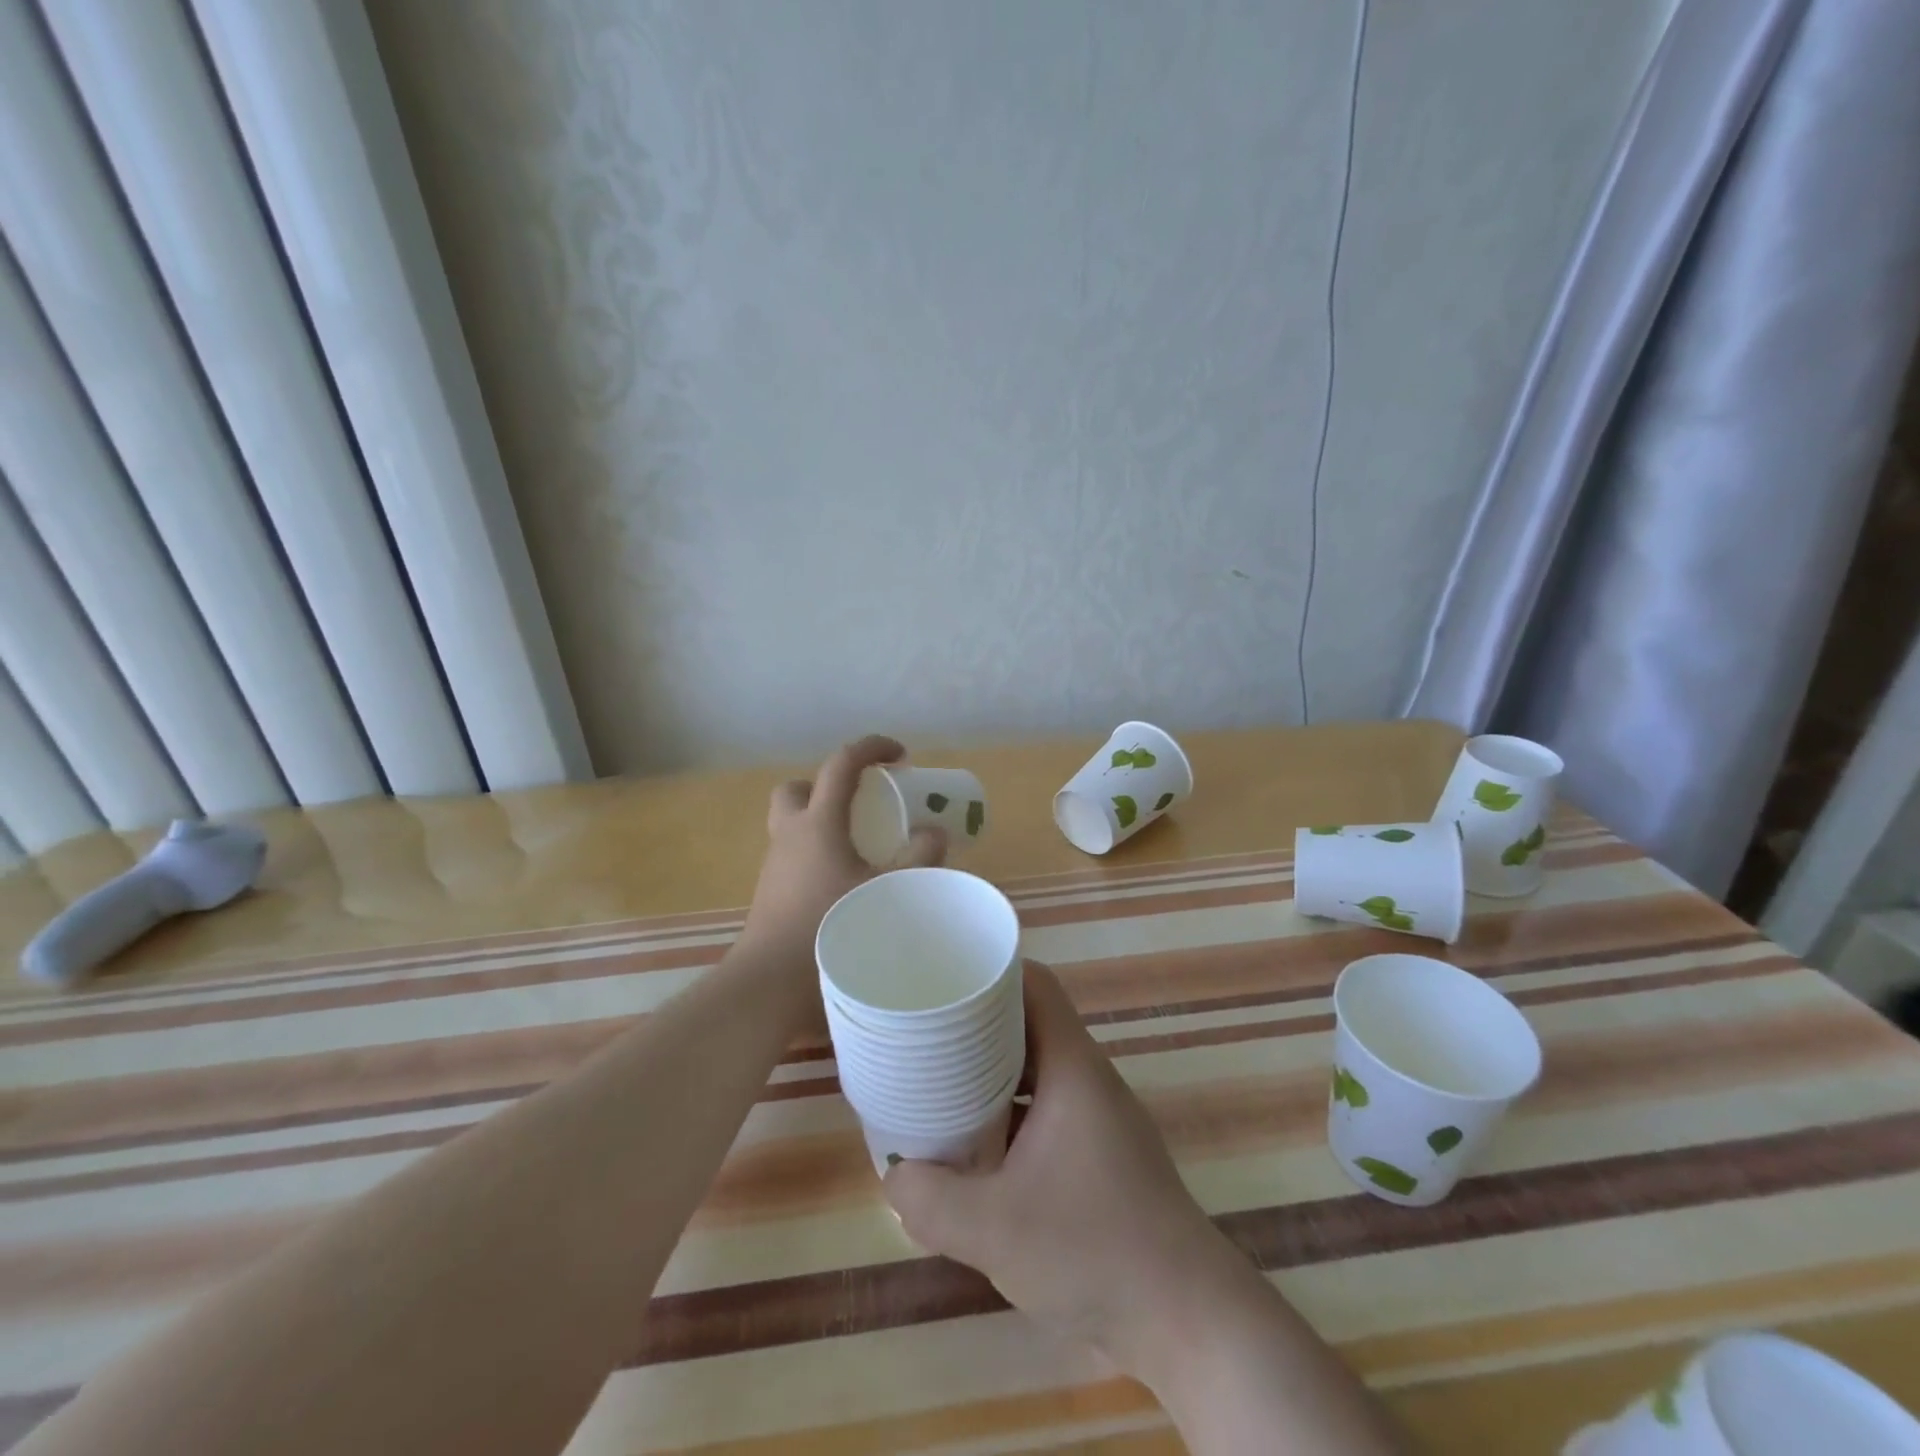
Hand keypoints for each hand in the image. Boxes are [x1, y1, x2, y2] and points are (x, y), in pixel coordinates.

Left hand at [739, 735, 946, 973]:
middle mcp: (790, 834)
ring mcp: (775, 864)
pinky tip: (842, 882)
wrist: (771, 981)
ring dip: (821, 821)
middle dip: (827, 785)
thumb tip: (936, 834)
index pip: (841, 764)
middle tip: (860, 804)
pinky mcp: (771, 892)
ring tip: (859, 846)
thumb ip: (919, 859)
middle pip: (798, 788)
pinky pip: (793, 855)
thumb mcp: (887, 891)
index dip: (872, 748)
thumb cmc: (830, 926)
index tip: (900, 755)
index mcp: (818, 823)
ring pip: (792, 823)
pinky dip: (816, 854)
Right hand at [884, 961, 1252, 1379]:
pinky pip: (1043, 1111)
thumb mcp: (993, 1229)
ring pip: (1034, 1071)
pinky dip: (1008, 1114)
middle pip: (1028, 1024)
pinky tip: (974, 1148)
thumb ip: (930, 1200)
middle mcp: (1086, 1079)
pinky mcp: (1098, 1156)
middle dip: (976, 1025)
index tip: (942, 979)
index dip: (990, 972)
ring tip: (937, 1084)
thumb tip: (894, 1175)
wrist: (1184, 1321)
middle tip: (925, 1033)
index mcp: (1072, 1067)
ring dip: (990, 1074)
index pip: (1034, 984)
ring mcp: (1096, 1118)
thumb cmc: (1092, 1250)